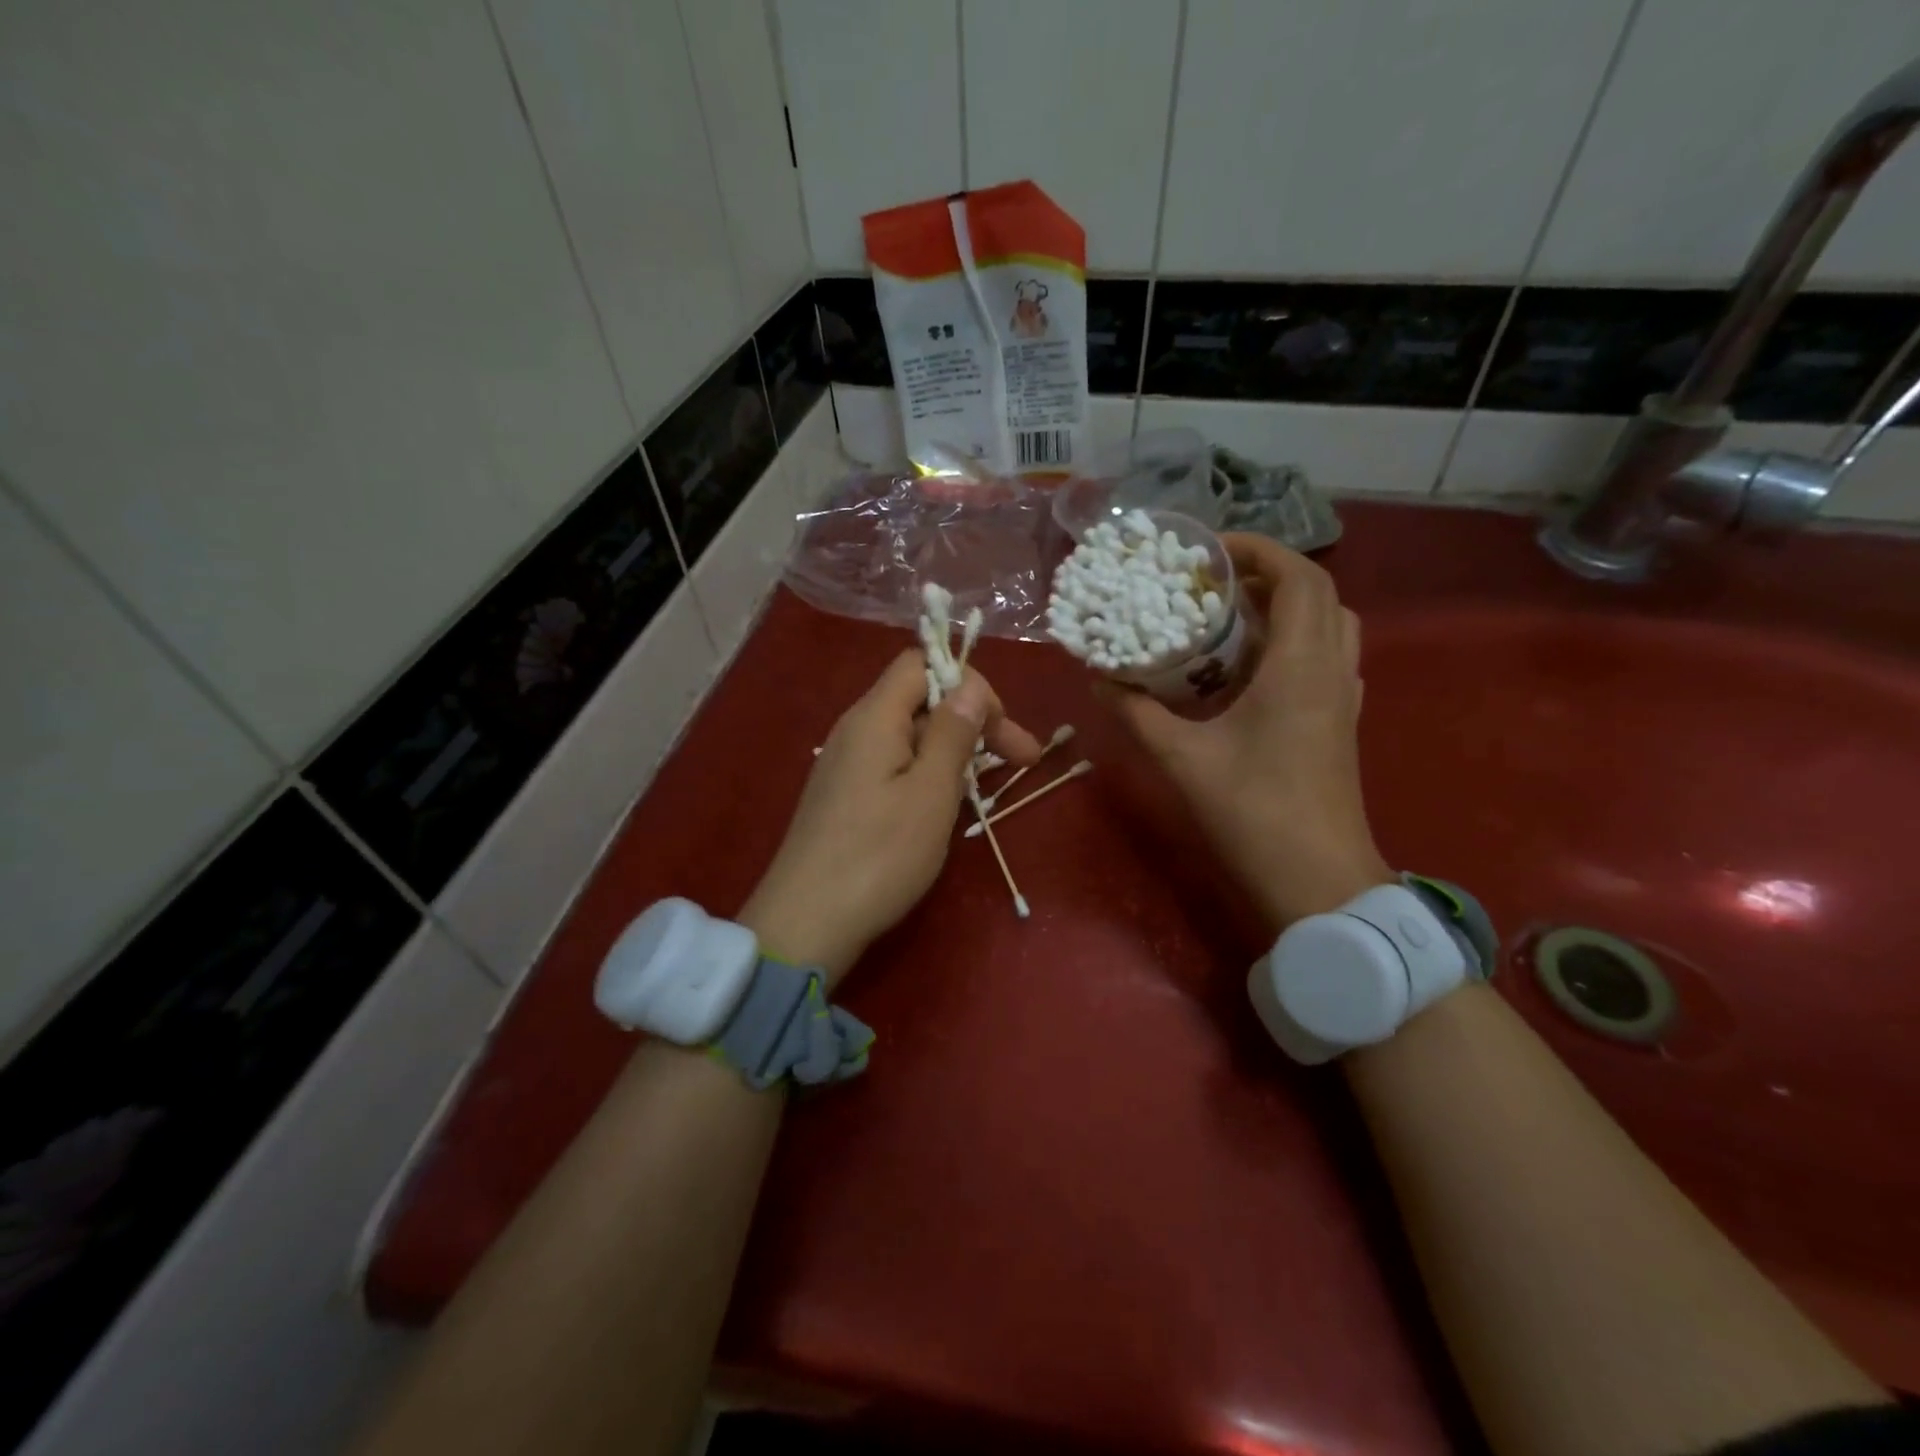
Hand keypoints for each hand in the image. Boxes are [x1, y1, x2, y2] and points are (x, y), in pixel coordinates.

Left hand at [740, 650, 1042, 985]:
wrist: (806, 922)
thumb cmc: (879, 855)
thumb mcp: (930, 792)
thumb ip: (952, 732)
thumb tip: (970, 685)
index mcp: (874, 717)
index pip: (922, 664)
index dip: (969, 684)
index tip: (1004, 730)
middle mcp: (855, 729)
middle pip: (919, 700)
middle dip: (973, 721)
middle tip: (1023, 761)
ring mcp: (845, 765)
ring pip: (909, 736)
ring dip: (953, 750)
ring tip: (985, 787)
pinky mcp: (843, 796)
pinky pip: (893, 765)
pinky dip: (927, 773)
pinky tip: (943, 806)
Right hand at [1109, 534, 1391, 928]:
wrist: (1317, 880)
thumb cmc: (1252, 812)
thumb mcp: (1182, 759)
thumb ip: (1137, 713)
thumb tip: (1099, 678)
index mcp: (1300, 666)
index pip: (1298, 578)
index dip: (1259, 551)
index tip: (1209, 552)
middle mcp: (1331, 670)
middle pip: (1318, 593)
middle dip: (1268, 574)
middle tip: (1213, 582)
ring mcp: (1343, 697)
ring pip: (1328, 625)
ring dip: (1285, 607)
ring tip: (1231, 617)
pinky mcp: (1340, 722)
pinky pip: (1326, 657)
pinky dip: (1294, 641)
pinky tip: (1251, 667)